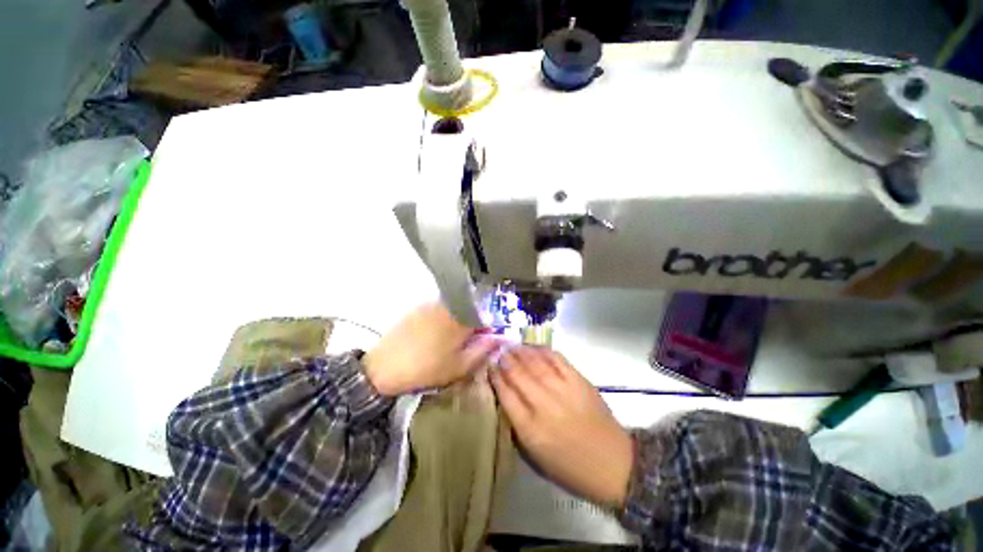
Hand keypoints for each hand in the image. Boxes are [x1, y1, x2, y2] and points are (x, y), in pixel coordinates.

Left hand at [363, 303, 499, 395]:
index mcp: (461, 320)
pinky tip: (434, 333)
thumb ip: (483, 350)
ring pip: (455, 307)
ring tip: (450, 339)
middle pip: (470, 309)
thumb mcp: (460, 366)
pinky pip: (439, 308)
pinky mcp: (418, 308)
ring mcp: (432, 305)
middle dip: (474, 323)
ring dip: (459, 319)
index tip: (485, 340)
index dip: (488, 328)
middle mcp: (449, 306)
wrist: (384, 367)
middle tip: (466, 342)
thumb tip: (498, 338)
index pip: (485, 316)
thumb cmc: (427, 369)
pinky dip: (444, 317)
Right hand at [491, 347, 633, 507]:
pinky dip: (544, 351)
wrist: (614, 465)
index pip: (506, 396)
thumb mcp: (536, 456)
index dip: (496, 378)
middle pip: (518, 376)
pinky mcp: (580, 382)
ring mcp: (563, 391)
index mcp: (530, 430)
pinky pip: (558, 360)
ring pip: (536, 364)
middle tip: (499, 351)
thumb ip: (518, 425)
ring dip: (522, 352)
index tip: (490, 366)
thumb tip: (506, 396)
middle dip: (506, 361)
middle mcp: (544, 406)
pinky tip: (535, 347)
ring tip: (512, 345)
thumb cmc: (571, 467)